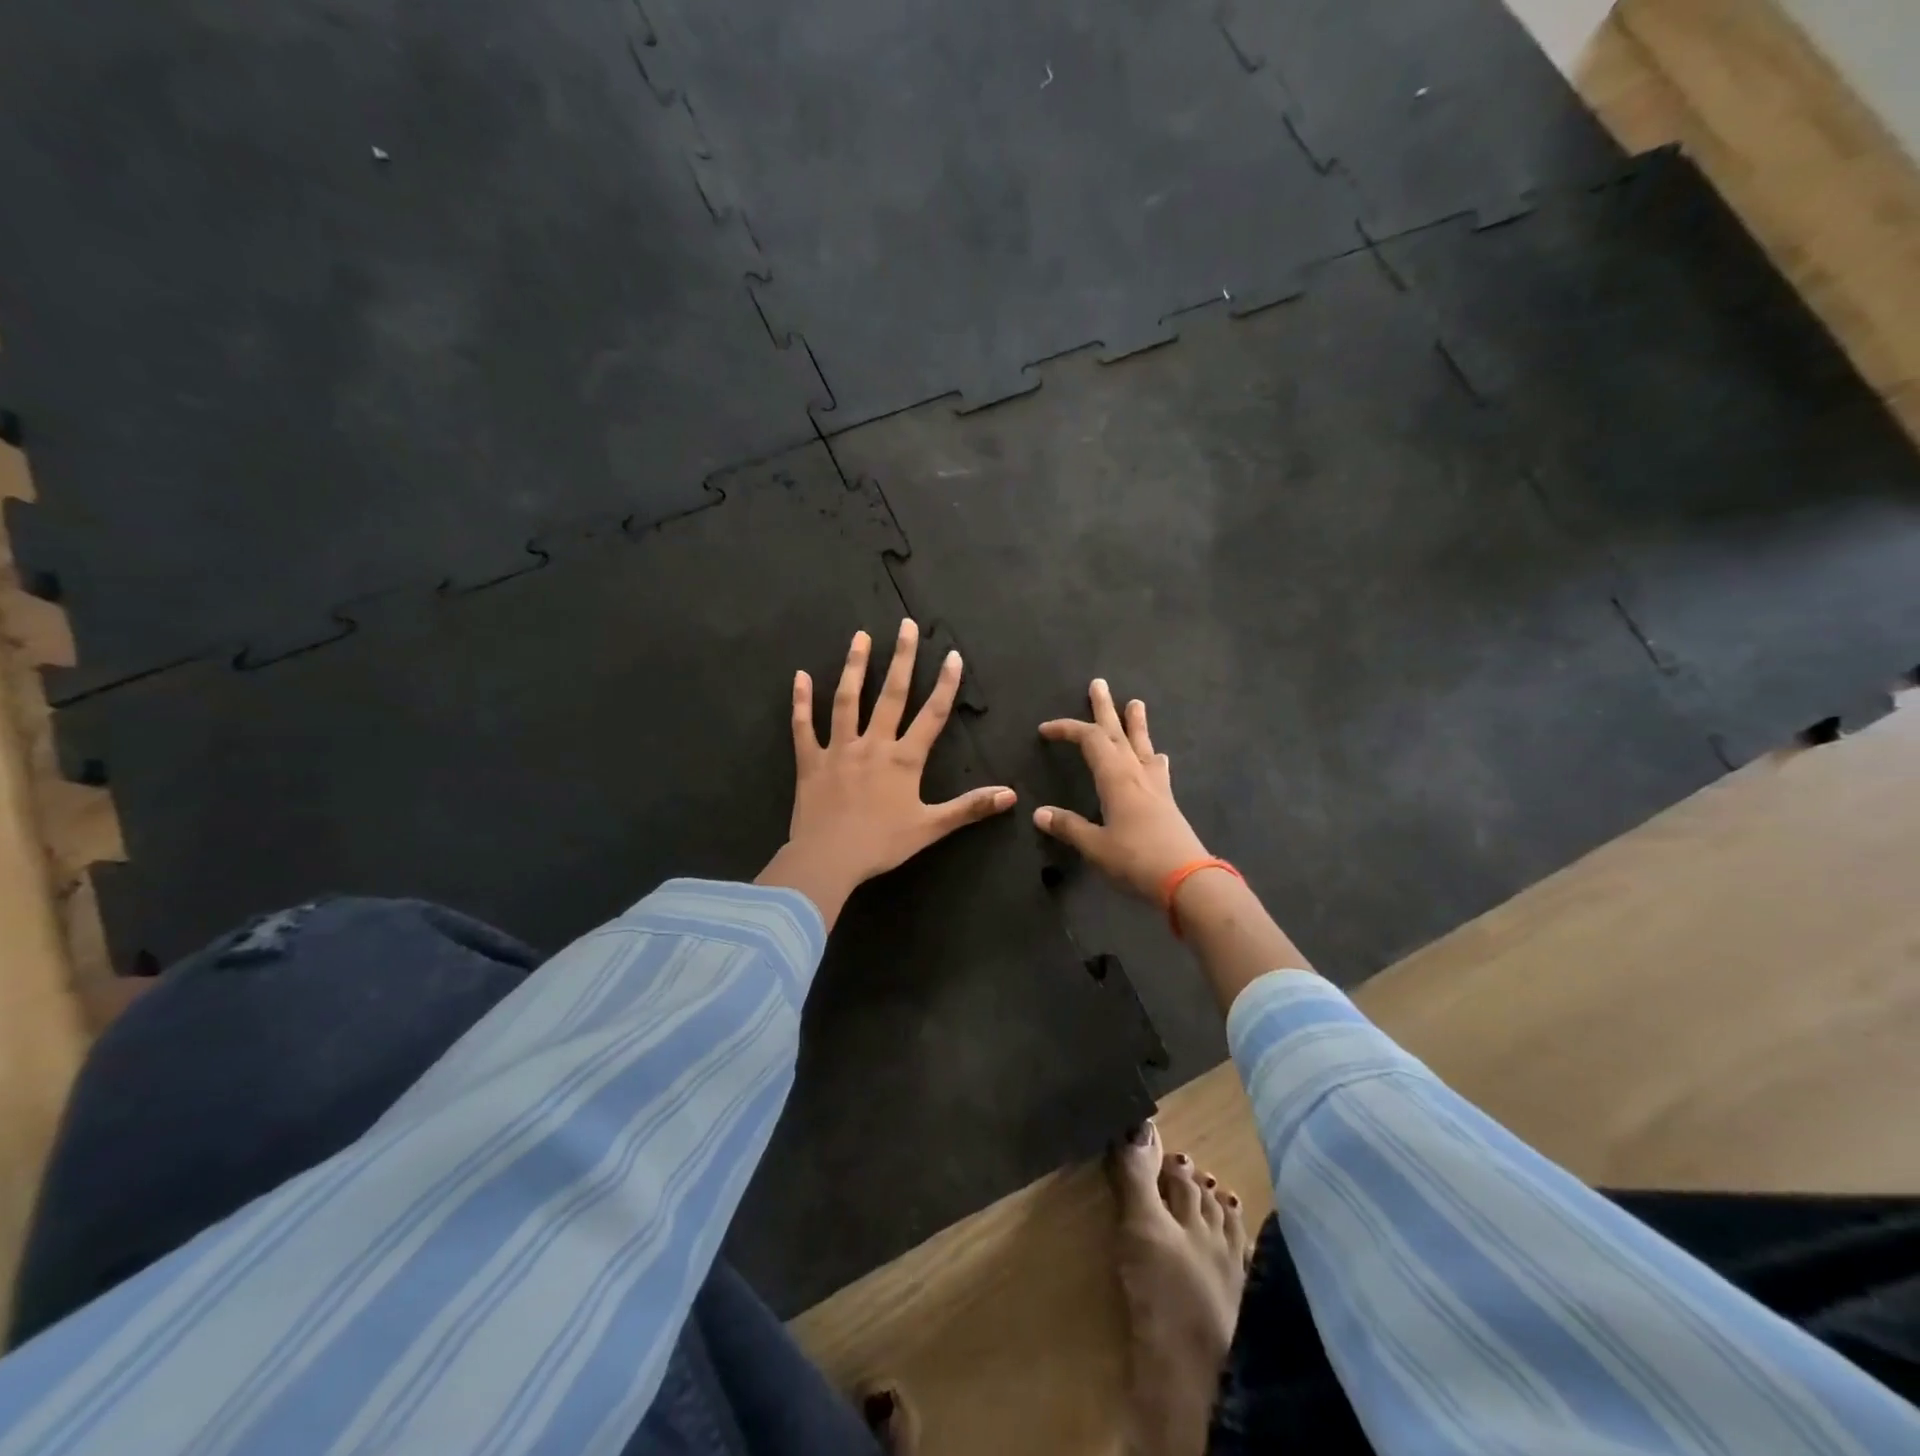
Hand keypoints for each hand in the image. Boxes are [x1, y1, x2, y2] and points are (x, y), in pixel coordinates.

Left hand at [757, 620, 1016, 926]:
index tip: (952, 655)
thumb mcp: (931, 827)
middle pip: (890, 695)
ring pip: (847, 700)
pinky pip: (803, 726)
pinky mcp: (810, 761)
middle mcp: (873, 744)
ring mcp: (839, 749)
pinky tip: (800, 676)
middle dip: (900, 658)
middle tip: (905, 625)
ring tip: (860, 636)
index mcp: (903, 759)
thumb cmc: (882, 843)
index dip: (945, 684)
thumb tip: (1011, 794)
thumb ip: (970, 808)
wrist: (829, 858)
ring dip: (854, 666)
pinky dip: (801, 701)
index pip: (931, 715)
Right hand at [1033, 680, 1209, 899]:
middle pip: (1118, 732)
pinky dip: (1153, 757)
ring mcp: (1155, 786)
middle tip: (1099, 684)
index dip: (1067, 729)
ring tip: (1136, 703)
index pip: (1089, 740)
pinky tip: (1159, 757)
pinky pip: (1158, 768)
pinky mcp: (1167, 801)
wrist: (1188, 880)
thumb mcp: (1095, 846)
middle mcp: (1136, 774)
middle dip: (1105, 708)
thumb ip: (1068, 827)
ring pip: (1142, 745)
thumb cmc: (1136, 860)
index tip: (1046, 729)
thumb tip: (1039, 813)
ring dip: (1135, 723)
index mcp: (1115, 779)